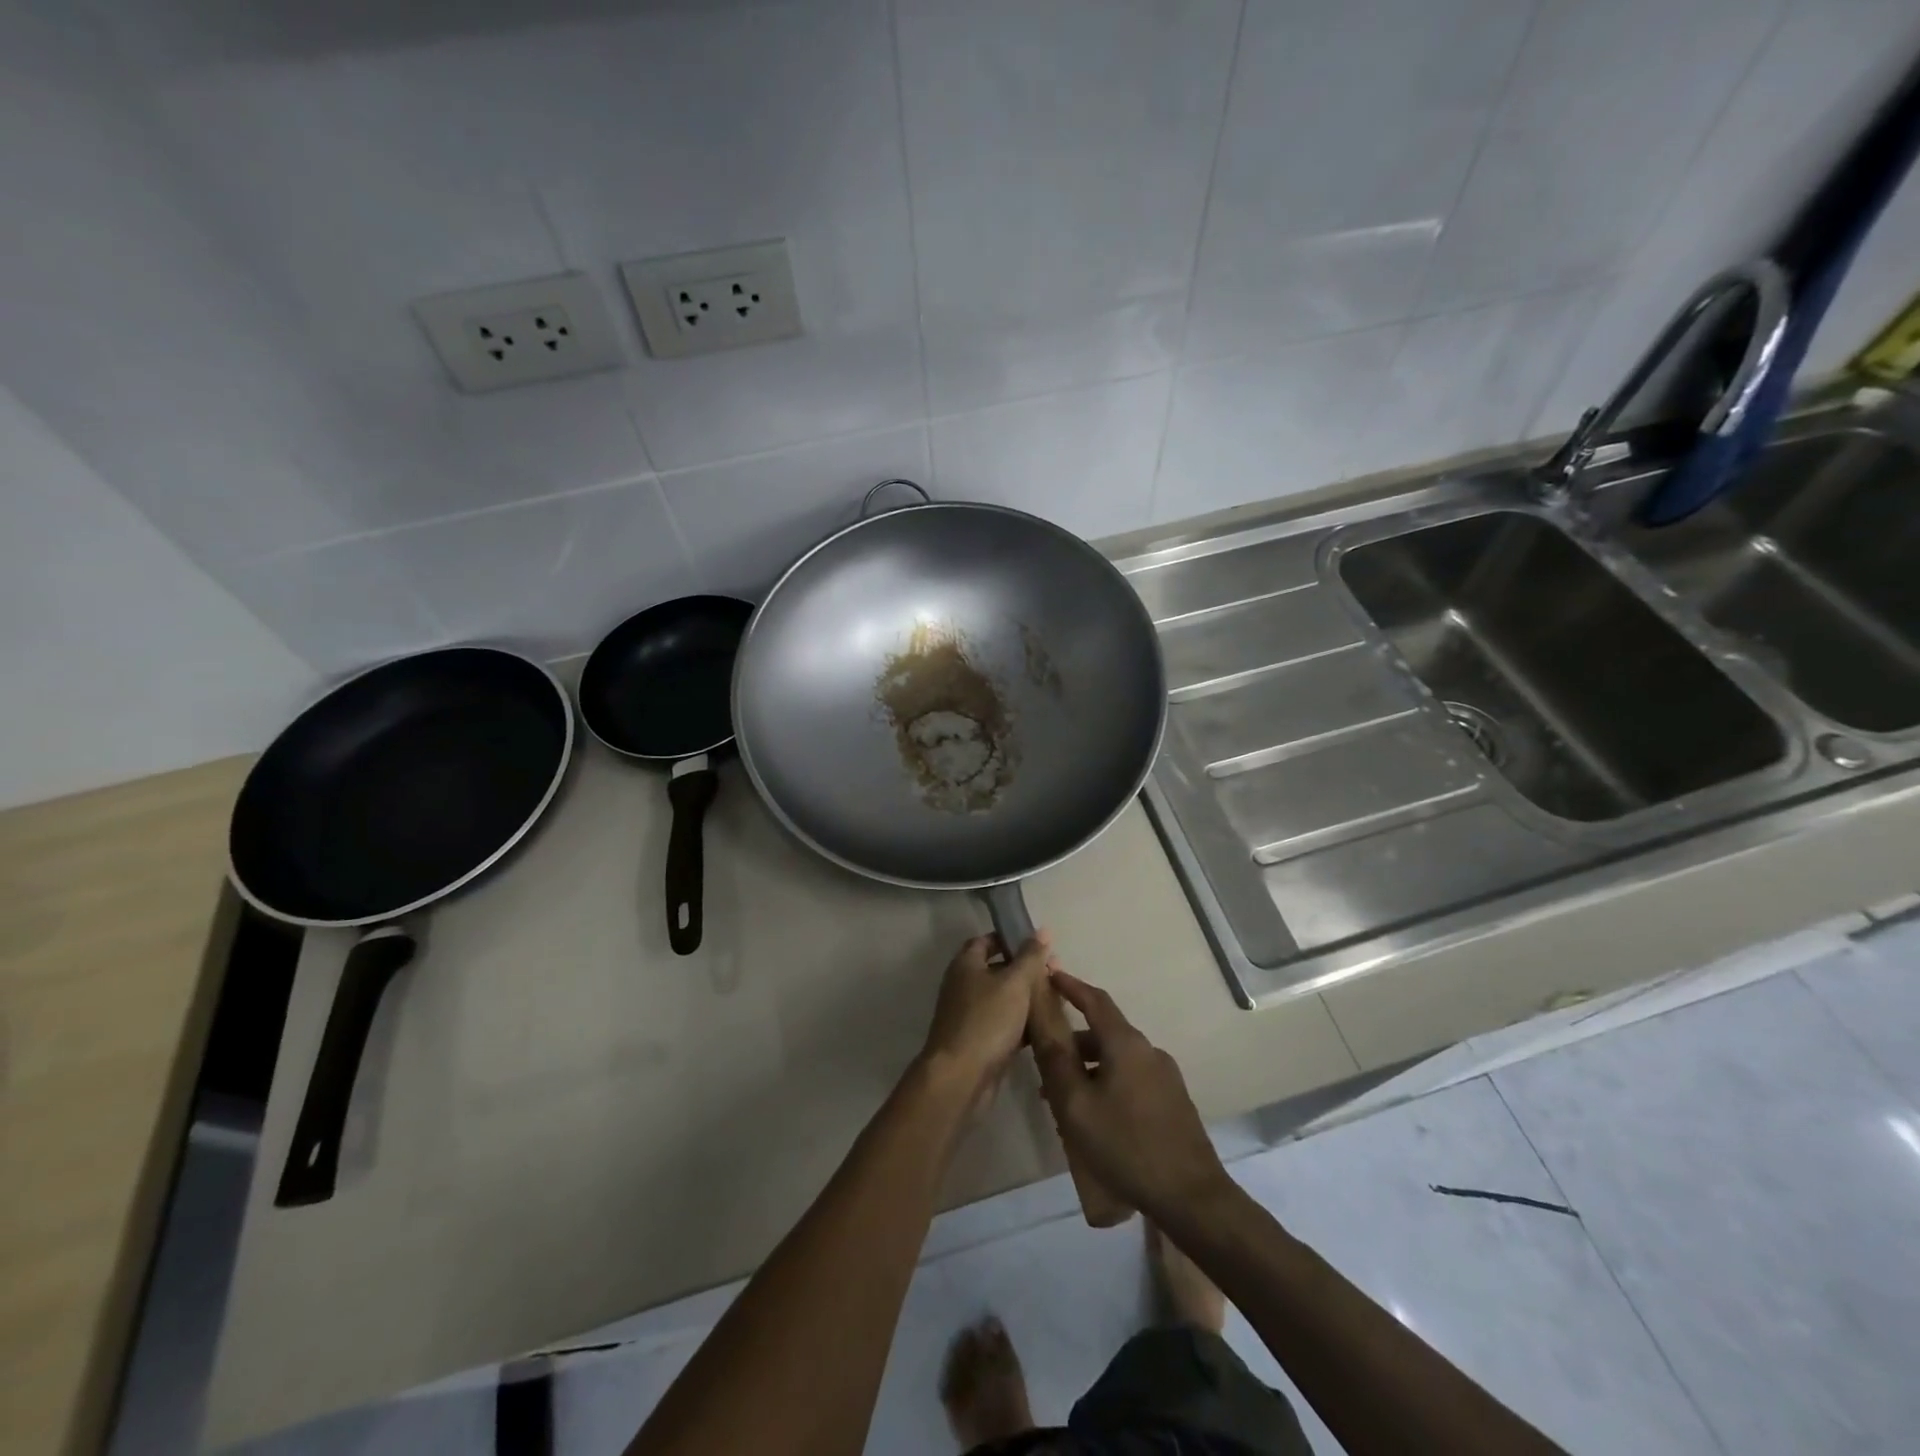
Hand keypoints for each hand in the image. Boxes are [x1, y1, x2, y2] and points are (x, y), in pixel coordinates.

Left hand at [917, 931, 1055, 1099]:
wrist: (961, 1077)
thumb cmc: (986, 1020)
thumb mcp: (1014, 983)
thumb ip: (1030, 957)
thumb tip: (1042, 930)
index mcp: (966, 965)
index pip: (986, 940)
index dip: (1010, 938)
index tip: (1037, 943)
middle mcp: (964, 986)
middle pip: (997, 969)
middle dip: (1025, 969)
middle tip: (1055, 971)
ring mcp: (971, 1016)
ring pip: (1004, 999)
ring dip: (1027, 997)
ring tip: (1057, 996)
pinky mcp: (980, 1042)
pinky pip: (1005, 1024)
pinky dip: (1023, 1023)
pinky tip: (1047, 1025)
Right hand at [1029, 971, 1231, 1221]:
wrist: (1191, 1197)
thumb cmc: (1126, 1145)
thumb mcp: (1077, 1105)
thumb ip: (1056, 1060)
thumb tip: (1042, 1019)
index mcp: (1126, 1044)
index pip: (1095, 1000)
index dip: (1070, 986)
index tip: (1049, 977)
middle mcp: (1148, 1051)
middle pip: (1103, 1034)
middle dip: (1072, 1045)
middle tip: (1043, 1065)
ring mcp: (1165, 1077)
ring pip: (1116, 1061)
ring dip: (1088, 1071)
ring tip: (1062, 1102)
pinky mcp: (1173, 1101)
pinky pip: (1131, 1080)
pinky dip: (1107, 1085)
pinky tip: (1095, 1119)